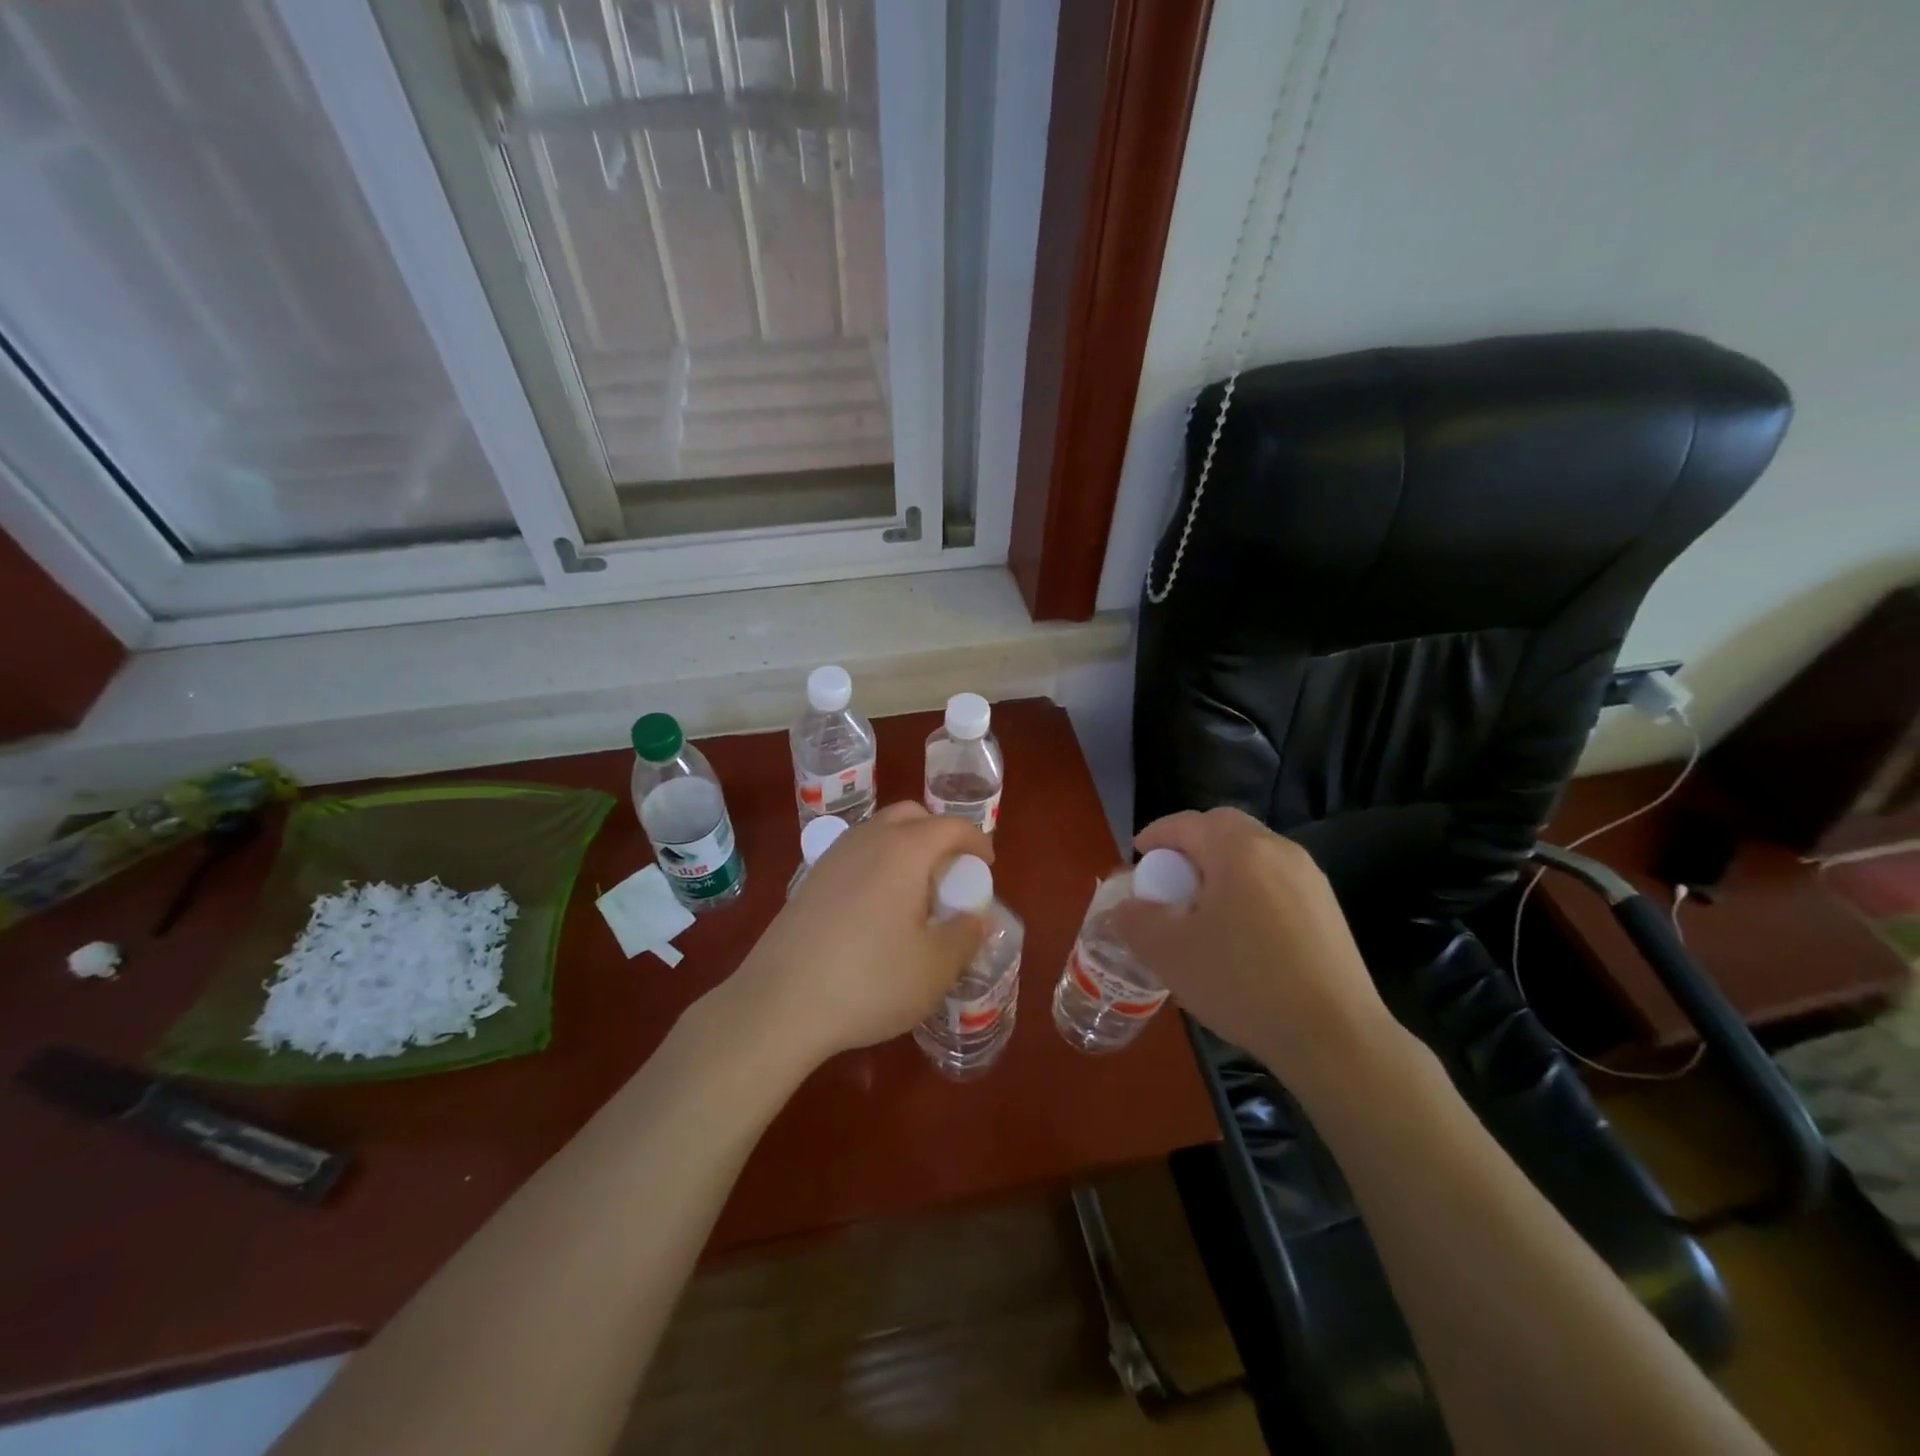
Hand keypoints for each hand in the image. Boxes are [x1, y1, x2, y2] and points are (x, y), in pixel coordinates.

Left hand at [721, 802, 990, 1067]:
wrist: (779, 1003)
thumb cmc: (870, 980)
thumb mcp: (935, 968)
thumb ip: (965, 936)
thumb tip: (976, 917)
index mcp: (904, 850)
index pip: (950, 826)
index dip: (976, 841)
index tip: (988, 865)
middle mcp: (867, 840)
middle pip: (911, 815)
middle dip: (938, 833)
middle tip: (951, 872)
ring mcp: (832, 857)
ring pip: (878, 831)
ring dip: (905, 846)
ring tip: (916, 891)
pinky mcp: (809, 880)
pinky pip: (855, 854)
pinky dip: (877, 863)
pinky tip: (877, 908)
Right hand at [1111, 808, 1400, 1094]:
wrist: (1335, 1037)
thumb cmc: (1243, 984)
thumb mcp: (1169, 954)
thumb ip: (1136, 921)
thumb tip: (1126, 907)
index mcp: (1238, 850)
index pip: (1188, 823)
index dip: (1157, 834)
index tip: (1138, 856)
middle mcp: (1278, 850)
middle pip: (1225, 828)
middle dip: (1192, 844)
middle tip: (1170, 878)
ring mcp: (1310, 878)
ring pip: (1254, 854)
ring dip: (1222, 867)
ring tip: (1203, 908)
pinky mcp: (1328, 908)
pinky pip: (1276, 880)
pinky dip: (1249, 888)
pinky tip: (1242, 933)